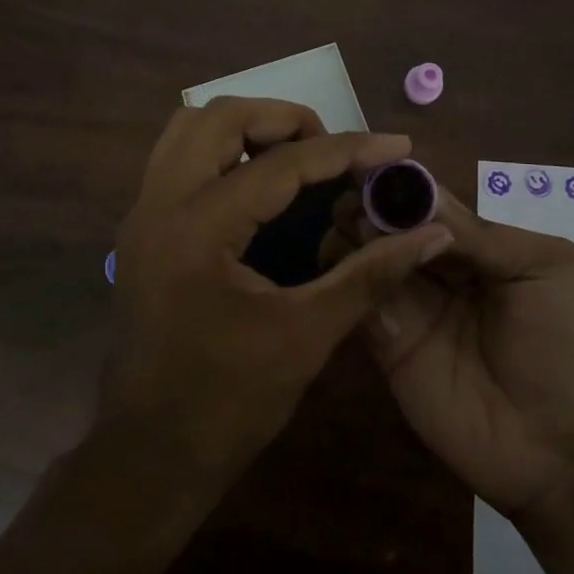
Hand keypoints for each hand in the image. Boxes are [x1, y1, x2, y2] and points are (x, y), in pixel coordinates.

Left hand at [102, 97, 453, 487]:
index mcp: (198, 229)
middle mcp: (159, 204)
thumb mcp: (307, 336)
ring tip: (298, 156)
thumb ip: (370, 274)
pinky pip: (180, 157)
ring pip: (191, 128)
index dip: (347, 150)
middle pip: (220, 117)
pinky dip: (223, 150)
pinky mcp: (141, 228)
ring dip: (248, 128)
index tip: (396, 145)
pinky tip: (260, 183)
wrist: (148, 456)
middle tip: (333, 150)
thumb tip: (431, 234)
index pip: (280, 164)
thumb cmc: (228, 404)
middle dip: (285, 119)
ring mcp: (142, 213)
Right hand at [329, 187, 573, 521]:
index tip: (366, 164)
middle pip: (388, 223)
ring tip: (355, 237)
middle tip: (357, 208)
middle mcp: (436, 268)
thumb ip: (481, 234)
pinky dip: (346, 279)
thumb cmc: (565, 347)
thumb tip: (419, 195)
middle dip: (368, 206)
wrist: (560, 450)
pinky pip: (357, 302)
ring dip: (351, 237)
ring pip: (364, 256)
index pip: (428, 202)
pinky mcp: (387, 345)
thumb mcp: (544, 269)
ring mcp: (409, 305)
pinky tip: (347, 270)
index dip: (399, 184)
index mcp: (477, 244)